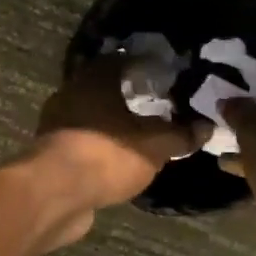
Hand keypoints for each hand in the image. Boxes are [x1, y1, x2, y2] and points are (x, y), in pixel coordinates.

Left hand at [35, 55, 207, 207]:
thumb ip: (181, 135)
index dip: (145, 67)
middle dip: (128, 97)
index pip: (122, 60)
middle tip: (157, 107)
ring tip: (139, 135)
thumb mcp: (155, 145)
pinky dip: (98, 147)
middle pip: (103, 88)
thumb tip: (206, 127)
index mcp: (94, 79)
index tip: (165, 77)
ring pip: (90, 116)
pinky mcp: (49, 153)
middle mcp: (71, 94)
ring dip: (111, 124)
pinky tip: (116, 159)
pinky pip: (81, 142)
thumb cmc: (107, 155)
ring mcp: (55, 124)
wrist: (55, 195)